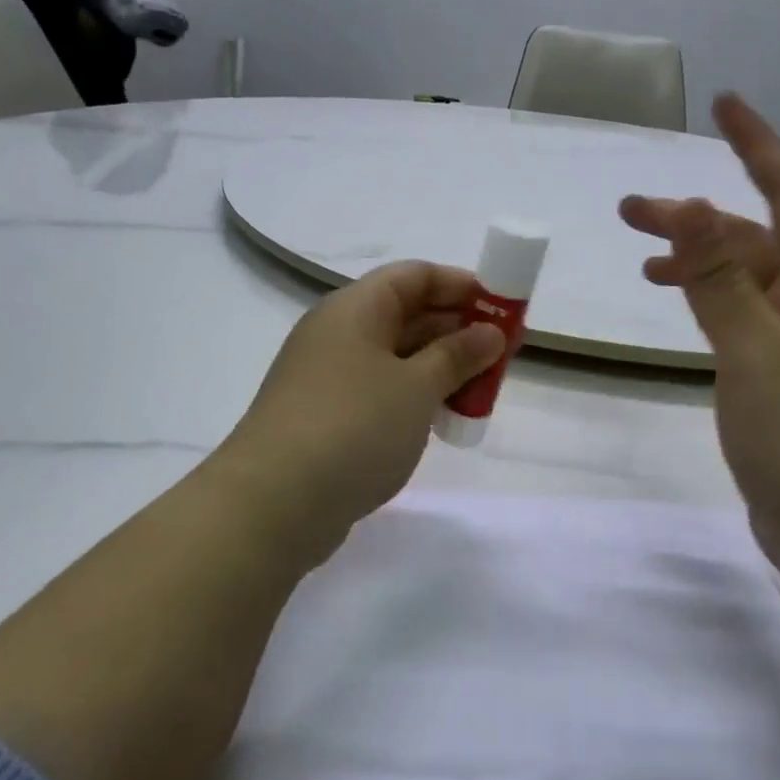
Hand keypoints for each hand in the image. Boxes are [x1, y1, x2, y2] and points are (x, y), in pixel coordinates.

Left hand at [211, 262, 503, 552]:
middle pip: (408, 315)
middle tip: (505, 354)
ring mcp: (330, 378)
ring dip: (442, 369)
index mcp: (354, 309)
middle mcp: (339, 334)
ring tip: (484, 391)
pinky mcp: (329, 418)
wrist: (274, 504)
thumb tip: (488, 333)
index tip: (503, 307)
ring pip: (397, 358)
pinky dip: (417, 398)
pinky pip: (383, 393)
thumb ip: (457, 355)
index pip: (414, 276)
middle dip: (459, 331)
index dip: (461, 285)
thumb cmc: (353, 426)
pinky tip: (445, 420)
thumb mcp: (416, 386)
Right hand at [620, 95, 779, 581]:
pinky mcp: (774, 379)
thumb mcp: (757, 352)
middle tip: (629, 210)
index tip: (725, 104)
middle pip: (756, 239)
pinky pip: (736, 319)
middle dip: (697, 217)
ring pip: (743, 281)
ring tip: (643, 261)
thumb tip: (683, 205)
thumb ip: (719, 280)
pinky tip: (679, 305)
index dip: (760, 148)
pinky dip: (705, 302)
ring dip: (697, 260)